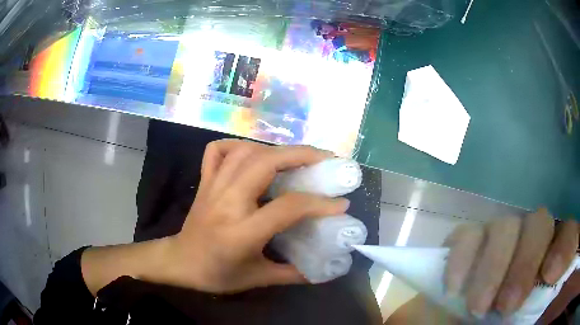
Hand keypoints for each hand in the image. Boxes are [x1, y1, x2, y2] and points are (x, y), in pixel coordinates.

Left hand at [157, 140, 348, 292]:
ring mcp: (213, 186)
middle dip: (301, 155)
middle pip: (265, 163)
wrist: (180, 262)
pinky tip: (254, 153)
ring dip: (276, 148)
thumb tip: (325, 270)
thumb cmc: (216, 274)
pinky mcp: (205, 181)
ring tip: (297, 156)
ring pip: (245, 151)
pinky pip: (218, 151)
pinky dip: (238, 145)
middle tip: (325, 160)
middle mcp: (227, 202)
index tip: (341, 203)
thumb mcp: (257, 279)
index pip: (287, 207)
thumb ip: (292, 274)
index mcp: (242, 232)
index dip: (319, 203)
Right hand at [444, 208, 577, 317]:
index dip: (565, 246)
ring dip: (492, 268)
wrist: (478, 317)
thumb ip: (544, 302)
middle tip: (505, 306)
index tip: (550, 275)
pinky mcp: (473, 238)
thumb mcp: (530, 315)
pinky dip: (461, 258)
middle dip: (525, 264)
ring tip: (477, 307)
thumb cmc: (510, 318)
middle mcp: (533, 238)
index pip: (568, 235)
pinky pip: (467, 234)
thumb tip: (553, 284)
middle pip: (540, 223)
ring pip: (504, 226)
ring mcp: (502, 234)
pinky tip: (455, 288)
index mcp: (552, 257)